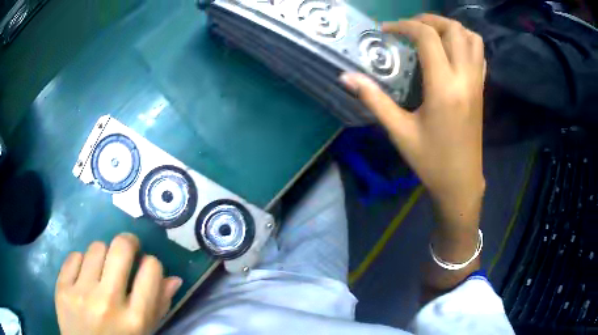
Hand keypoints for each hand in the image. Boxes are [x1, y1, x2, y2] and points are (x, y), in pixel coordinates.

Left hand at [55, 233, 181, 334]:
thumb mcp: (144, 333)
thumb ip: (159, 307)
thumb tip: (173, 278)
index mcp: (136, 319)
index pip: (151, 270)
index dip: (152, 263)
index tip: (146, 266)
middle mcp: (109, 303)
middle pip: (121, 248)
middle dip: (128, 242)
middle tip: (128, 247)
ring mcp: (82, 294)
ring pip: (96, 248)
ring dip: (103, 254)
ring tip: (102, 267)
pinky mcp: (62, 288)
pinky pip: (74, 256)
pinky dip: (82, 262)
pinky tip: (83, 276)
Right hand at [341, 14, 485, 222]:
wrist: (461, 183)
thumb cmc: (431, 161)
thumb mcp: (399, 131)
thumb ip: (373, 99)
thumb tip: (346, 76)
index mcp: (444, 87)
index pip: (427, 37)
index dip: (403, 26)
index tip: (386, 31)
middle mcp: (465, 78)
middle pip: (453, 29)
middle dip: (428, 20)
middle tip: (408, 28)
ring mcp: (477, 83)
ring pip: (472, 38)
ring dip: (450, 28)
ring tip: (430, 34)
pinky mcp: (481, 89)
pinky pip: (480, 54)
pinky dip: (465, 42)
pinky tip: (450, 50)